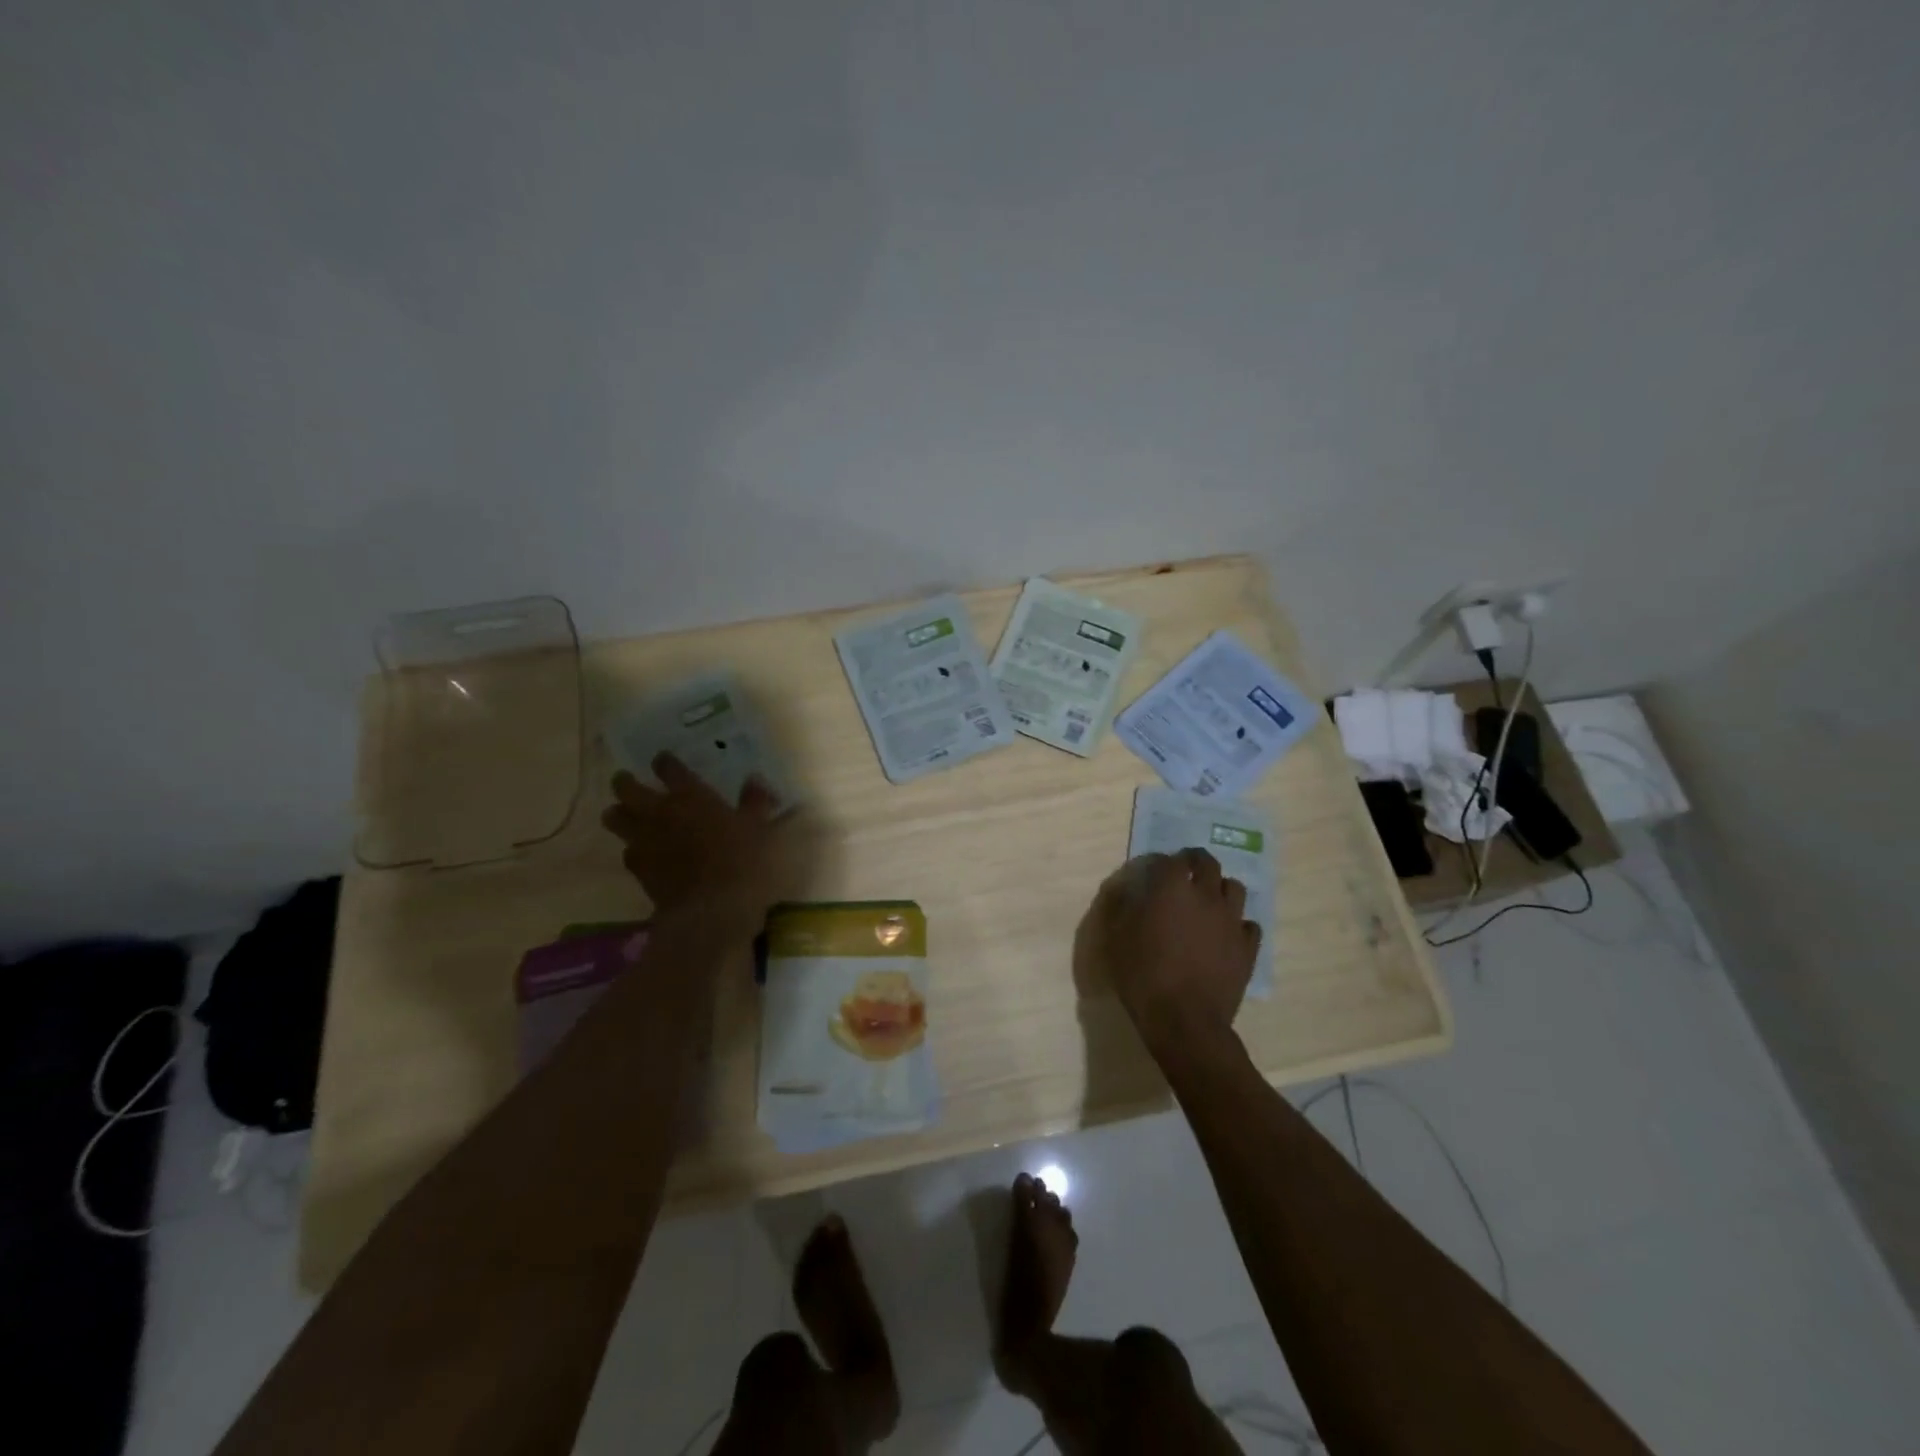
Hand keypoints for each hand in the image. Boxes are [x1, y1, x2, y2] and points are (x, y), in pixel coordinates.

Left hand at [600, 753, 811, 923]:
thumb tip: (755, 780)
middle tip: (626, 781)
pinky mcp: (638, 868)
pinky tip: (639, 852)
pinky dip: (631, 848)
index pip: (668, 767)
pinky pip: (626, 851)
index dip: (664, 762)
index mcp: (690, 796)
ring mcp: (644, 840)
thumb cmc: (742, 860)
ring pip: (615, 818)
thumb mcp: (760, 827)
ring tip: (623, 813)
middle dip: (624, 782)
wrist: (712, 908)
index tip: (663, 760)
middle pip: (627, 788)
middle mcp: (660, 812)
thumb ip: (755, 801)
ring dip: (618, 812)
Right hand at [1082, 849, 1260, 1057]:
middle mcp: (1206, 896)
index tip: (1153, 871)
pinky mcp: (1248, 947)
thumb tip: (1126, 890)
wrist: (1185, 1021)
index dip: (1161, 862)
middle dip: (1195, 862)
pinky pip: (1249, 924)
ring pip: (1234, 888)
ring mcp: (1231, 920)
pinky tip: (1226, 935)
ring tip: (1208, 902)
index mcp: (1171, 889)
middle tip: (1185, 873)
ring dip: (1220, 888)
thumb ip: (1122, 908)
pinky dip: (1237, 924)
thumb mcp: (1116, 940)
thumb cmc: (1143, 977)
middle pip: (1208, 863)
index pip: (1170, 860)